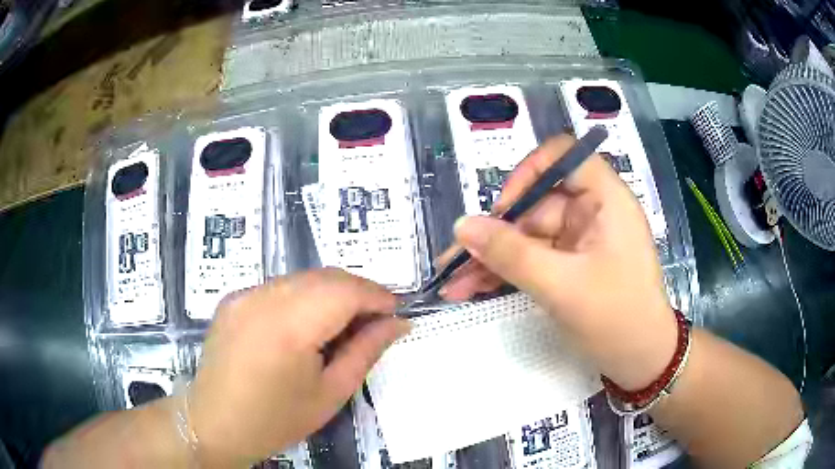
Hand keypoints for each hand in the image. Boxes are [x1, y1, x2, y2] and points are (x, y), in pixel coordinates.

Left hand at [189, 268, 409, 467]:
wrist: (215, 423)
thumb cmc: (276, 419)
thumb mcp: (330, 393)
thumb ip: (366, 351)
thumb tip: (398, 323)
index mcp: (289, 326)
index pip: (345, 290)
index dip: (377, 295)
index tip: (396, 312)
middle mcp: (263, 298)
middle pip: (325, 276)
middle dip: (357, 292)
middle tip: (374, 321)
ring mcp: (244, 294)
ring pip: (302, 278)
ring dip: (331, 293)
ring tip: (343, 325)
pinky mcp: (233, 298)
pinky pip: (279, 287)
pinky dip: (303, 298)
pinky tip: (306, 326)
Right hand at [439, 135, 676, 390]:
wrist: (640, 363)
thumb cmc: (616, 319)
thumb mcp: (562, 286)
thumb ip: (511, 254)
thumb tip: (462, 226)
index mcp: (606, 200)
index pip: (564, 157)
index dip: (529, 173)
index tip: (503, 209)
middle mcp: (592, 212)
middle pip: (535, 205)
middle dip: (494, 234)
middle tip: (455, 261)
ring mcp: (579, 241)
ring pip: (527, 236)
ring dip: (491, 259)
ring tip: (453, 284)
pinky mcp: (569, 266)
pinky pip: (531, 259)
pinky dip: (505, 273)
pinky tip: (472, 289)